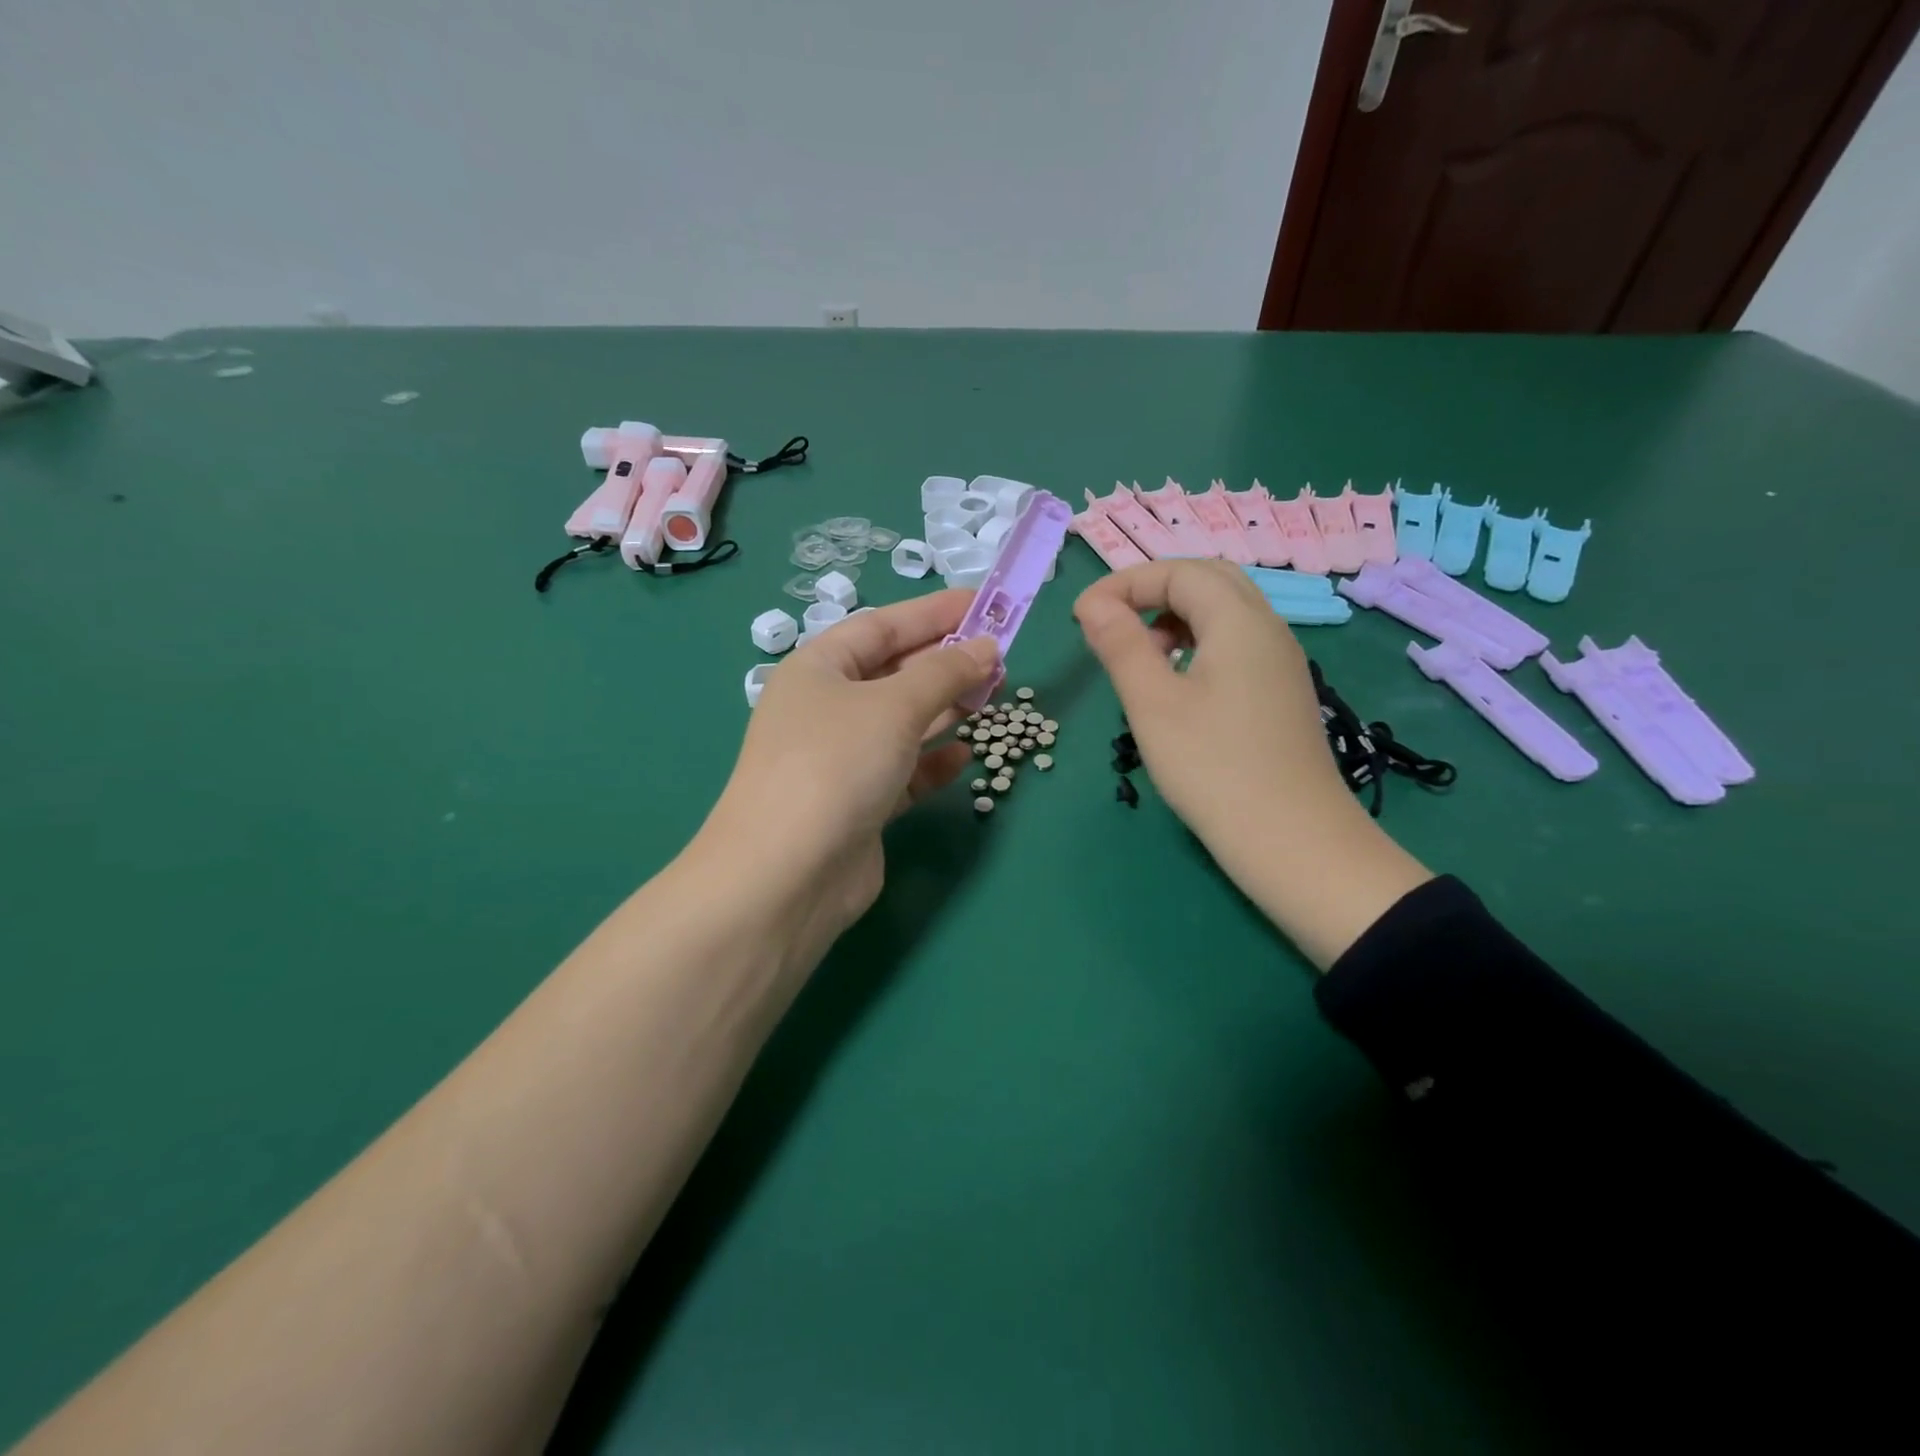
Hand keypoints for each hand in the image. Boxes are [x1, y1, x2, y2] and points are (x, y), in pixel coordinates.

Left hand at [696, 590, 998, 977]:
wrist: (788, 874)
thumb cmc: (836, 765)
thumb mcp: (894, 706)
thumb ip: (945, 672)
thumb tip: (987, 648)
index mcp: (818, 669)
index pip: (883, 625)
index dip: (935, 612)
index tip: (986, 604)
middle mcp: (826, 708)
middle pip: (894, 672)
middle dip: (946, 662)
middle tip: (1000, 657)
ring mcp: (841, 758)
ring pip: (902, 722)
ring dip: (945, 710)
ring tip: (992, 697)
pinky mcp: (859, 803)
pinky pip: (904, 770)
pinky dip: (933, 761)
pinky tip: (965, 756)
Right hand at [1073, 560, 1429, 967]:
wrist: (1293, 841)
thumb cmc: (1213, 769)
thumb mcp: (1152, 703)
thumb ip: (1120, 644)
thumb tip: (1093, 604)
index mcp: (1239, 621)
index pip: (1178, 572)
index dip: (1124, 583)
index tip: (1081, 617)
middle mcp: (1268, 628)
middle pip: (1209, 580)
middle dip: (1153, 590)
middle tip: (1111, 624)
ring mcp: (1281, 662)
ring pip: (1226, 611)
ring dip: (1176, 615)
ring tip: (1140, 655)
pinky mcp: (1282, 692)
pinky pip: (1237, 643)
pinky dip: (1199, 642)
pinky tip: (1177, 682)